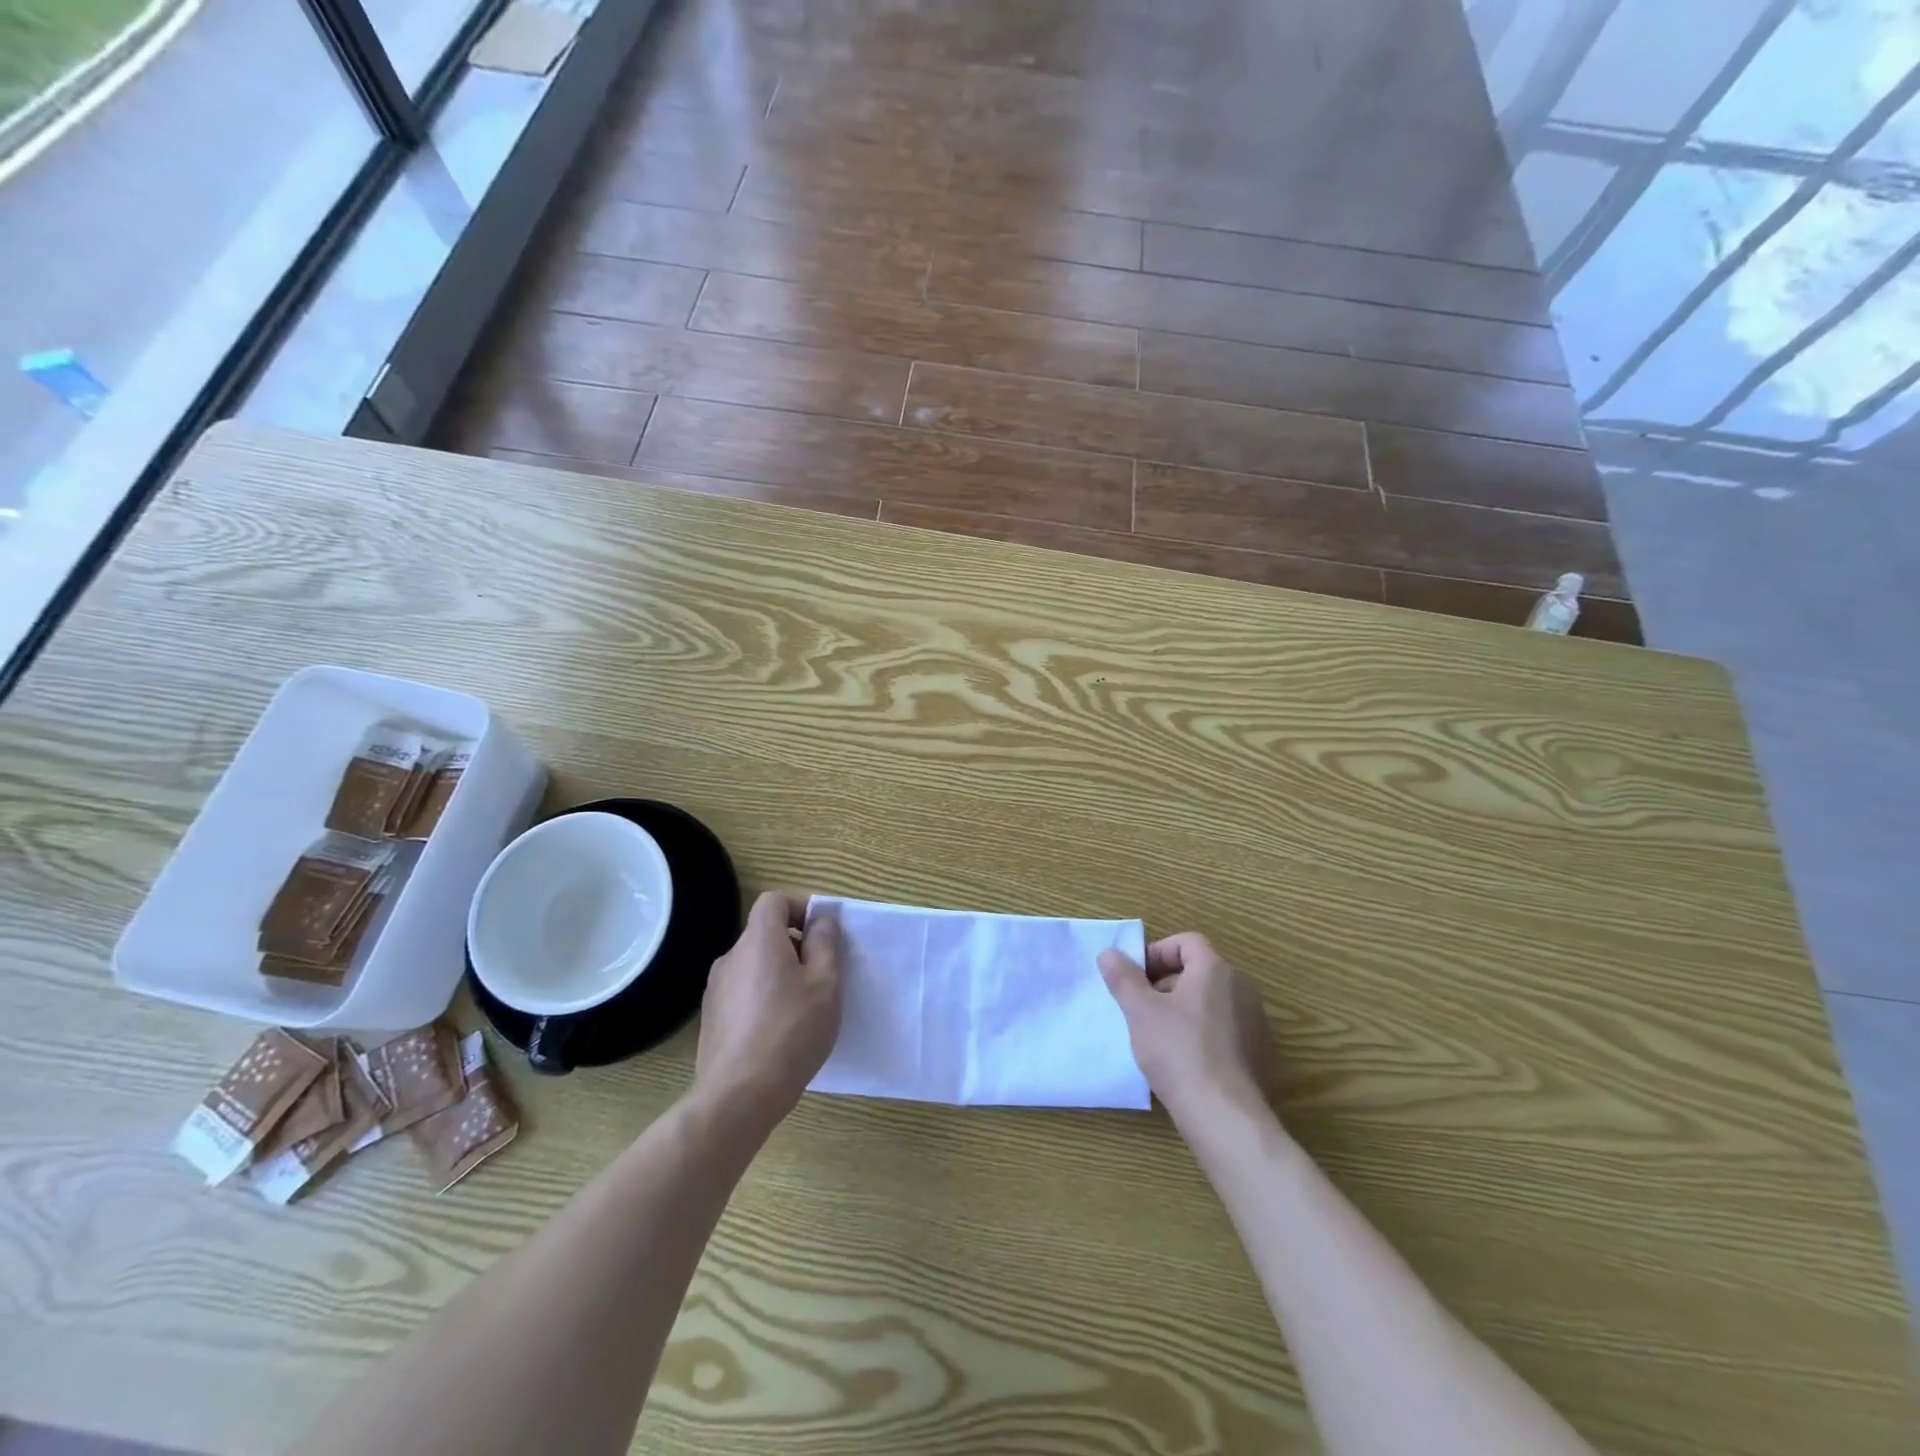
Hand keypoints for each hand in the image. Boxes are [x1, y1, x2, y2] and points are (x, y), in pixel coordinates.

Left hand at [694, 892, 841, 1127]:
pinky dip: (763, 998)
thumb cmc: (791, 1031)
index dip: (801, 908)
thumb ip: (826, 944)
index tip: (823, 935)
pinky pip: (743, 992)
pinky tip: (779, 1032)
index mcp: (758, 941)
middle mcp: (731, 957)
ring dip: (779, 974)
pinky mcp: (711, 1019)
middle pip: (765, 934)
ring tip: (803, 1008)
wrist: (739, 1096)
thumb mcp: (825, 983)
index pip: (774, 901)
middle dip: (795, 946)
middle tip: (821, 976)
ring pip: (754, 965)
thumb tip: (821, 921)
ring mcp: (716, 990)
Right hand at [1099, 933, 1271, 1118]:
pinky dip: (1200, 1034)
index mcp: (1215, 970)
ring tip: (1157, 1036)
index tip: (1135, 978)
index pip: (1186, 942)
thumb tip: (1109, 953)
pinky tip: (1182, 1061)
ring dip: (1181, 1010)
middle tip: (1140, 1007)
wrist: (1224, 1115)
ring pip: (1209, 1002)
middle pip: (1198, 971)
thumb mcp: (1140, 1010)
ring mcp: (1253, 1022)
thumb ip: (1123, 977)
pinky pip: (1223, 1029)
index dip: (1157, 953)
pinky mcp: (1257, 1053)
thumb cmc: (1178, 1051)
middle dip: (1165, 983)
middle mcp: (1241, 988)